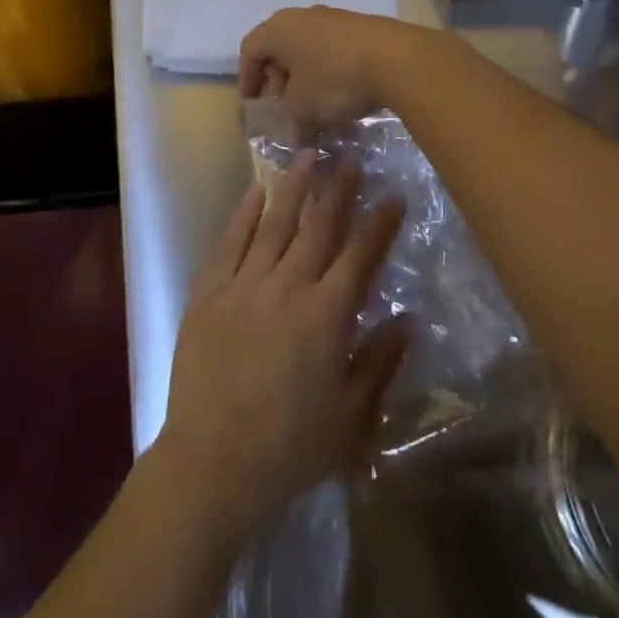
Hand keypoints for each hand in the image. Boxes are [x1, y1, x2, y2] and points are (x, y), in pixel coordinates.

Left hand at [156, 152, 407, 532]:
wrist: (212, 463)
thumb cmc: (289, 448)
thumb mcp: (350, 418)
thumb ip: (379, 363)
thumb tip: (409, 320)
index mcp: (326, 316)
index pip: (360, 256)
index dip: (379, 223)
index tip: (393, 195)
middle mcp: (288, 287)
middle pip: (318, 227)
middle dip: (338, 190)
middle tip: (350, 158)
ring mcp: (244, 284)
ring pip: (274, 222)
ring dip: (293, 187)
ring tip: (307, 155)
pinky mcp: (209, 291)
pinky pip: (230, 241)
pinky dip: (244, 212)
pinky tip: (255, 191)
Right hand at [239, 6, 427, 130]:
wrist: (395, 58)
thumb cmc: (334, 80)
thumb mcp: (303, 109)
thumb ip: (292, 121)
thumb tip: (298, 134)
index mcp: (278, 29)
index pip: (250, 50)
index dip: (247, 78)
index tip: (253, 102)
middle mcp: (302, 16)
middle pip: (279, 46)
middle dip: (279, 77)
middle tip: (286, 105)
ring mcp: (334, 18)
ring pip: (308, 47)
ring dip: (306, 75)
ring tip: (317, 103)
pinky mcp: (361, 26)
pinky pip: (333, 48)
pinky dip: (329, 69)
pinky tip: (343, 93)